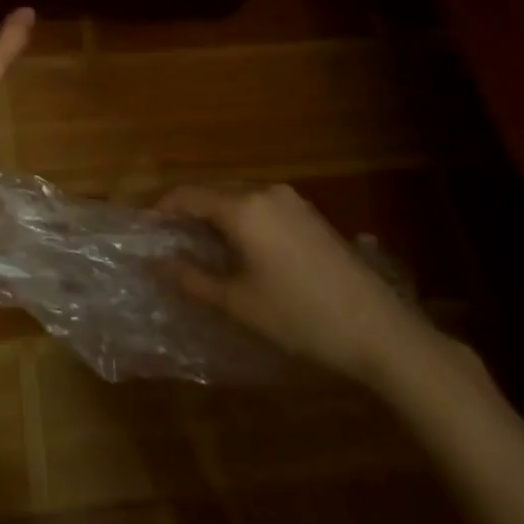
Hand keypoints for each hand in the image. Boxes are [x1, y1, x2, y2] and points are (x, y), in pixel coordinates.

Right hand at [159, 184, 428, 384]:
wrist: (380, 331)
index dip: (161, 209)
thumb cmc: (301, 316)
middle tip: (168, 242)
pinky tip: (241, 250)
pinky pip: (262, 207)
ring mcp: (293, 201)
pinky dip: (241, 221)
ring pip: (239, 199)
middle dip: (187, 212)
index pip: (188, 195)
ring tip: (200, 248)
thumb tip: (157, 264)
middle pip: (213, 192)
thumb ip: (193, 279)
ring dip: (215, 217)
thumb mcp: (239, 303)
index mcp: (243, 207)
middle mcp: (266, 192)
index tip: (143, 230)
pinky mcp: (311, 215)